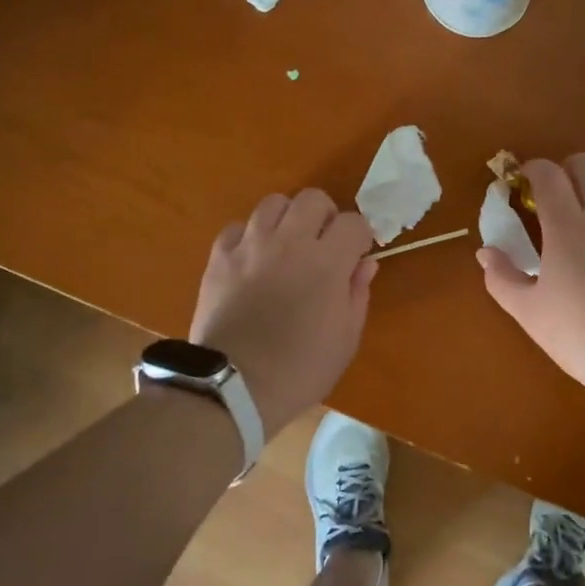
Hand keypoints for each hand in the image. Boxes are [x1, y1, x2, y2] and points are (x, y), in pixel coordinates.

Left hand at [190, 189, 377, 433]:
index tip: (356, 255)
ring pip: (273, 203)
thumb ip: (357, 294)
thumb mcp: (345, 340)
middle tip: (322, 243)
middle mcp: (290, 242)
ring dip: (286, 219)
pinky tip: (252, 259)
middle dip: (324, 216)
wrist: (234, 387)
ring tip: (286, 245)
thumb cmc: (300, 370)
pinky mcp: (220, 257)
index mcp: (327, 262)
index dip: (359, 236)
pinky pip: (238, 228)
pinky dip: (249, 237)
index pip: (353, 222)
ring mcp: (251, 246)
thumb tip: (364, 264)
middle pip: (312, 199)